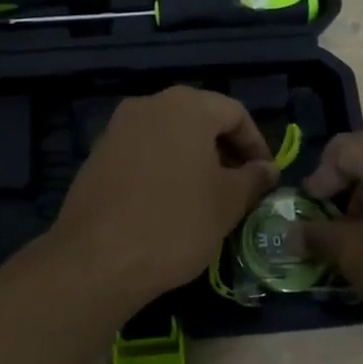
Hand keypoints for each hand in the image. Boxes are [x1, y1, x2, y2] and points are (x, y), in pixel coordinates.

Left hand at [52, 87, 279, 301]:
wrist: (97, 258)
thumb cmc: (176, 223)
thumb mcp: (228, 203)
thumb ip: (253, 178)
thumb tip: (266, 169)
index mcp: (186, 106)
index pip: (234, 112)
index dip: (256, 143)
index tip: (265, 176)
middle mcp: (148, 105)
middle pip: (199, 118)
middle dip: (223, 149)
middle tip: (239, 185)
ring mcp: (117, 129)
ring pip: (168, 135)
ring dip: (192, 159)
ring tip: (206, 197)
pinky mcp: (96, 156)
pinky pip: (141, 153)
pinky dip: (162, 168)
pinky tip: (168, 203)